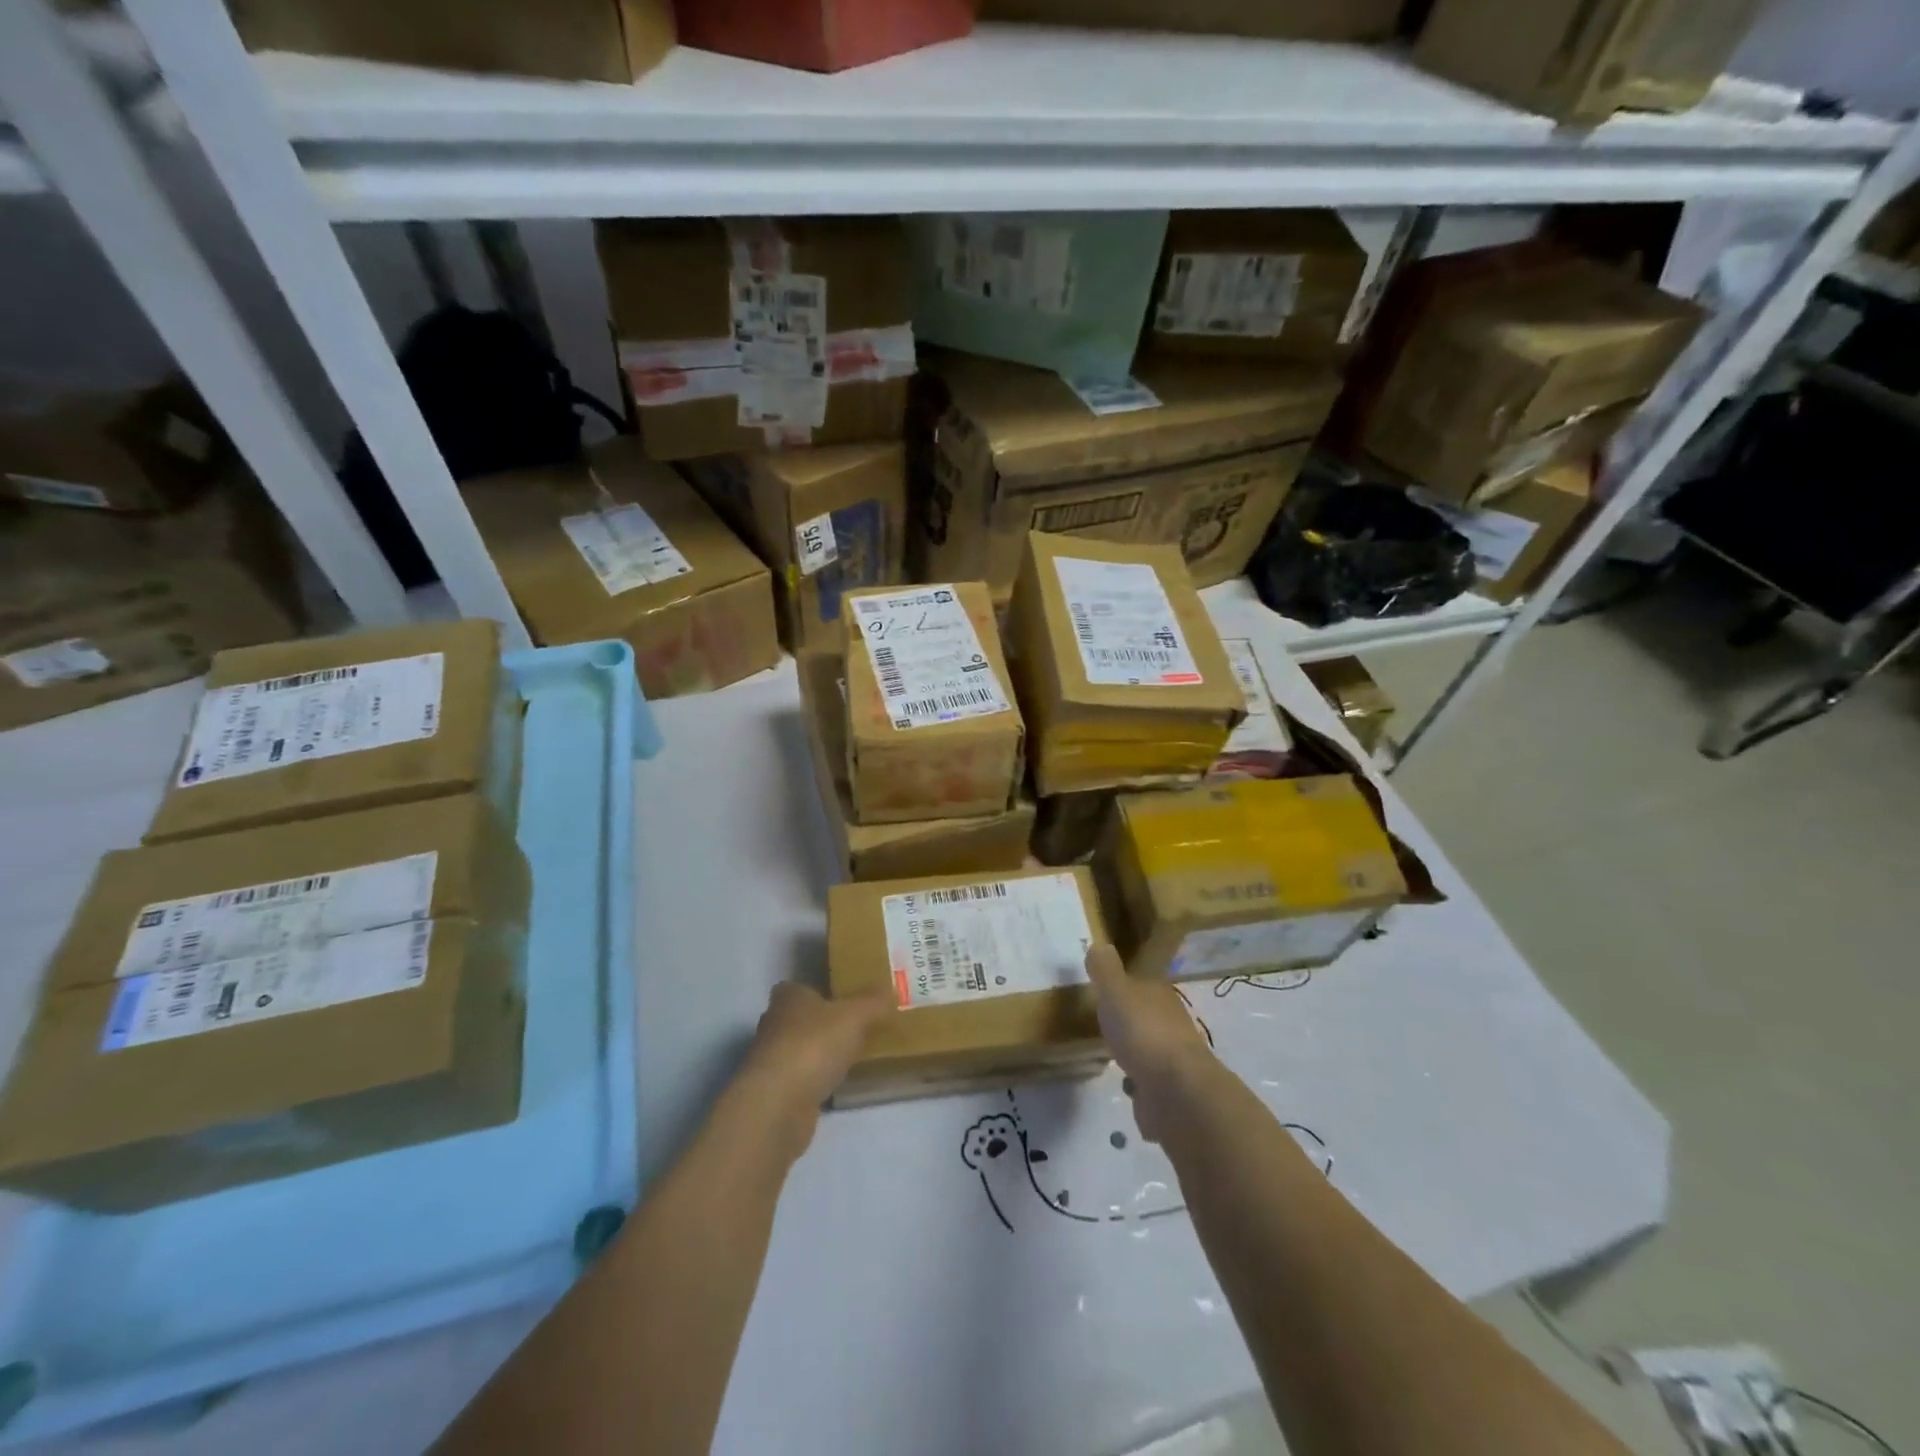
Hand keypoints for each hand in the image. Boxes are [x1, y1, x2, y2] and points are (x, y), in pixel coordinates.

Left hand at [740, 981, 892, 1119]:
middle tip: (857, 1026)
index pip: (801, 987)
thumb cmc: (814, 1045)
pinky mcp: (776, 1093)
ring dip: (821, 1053)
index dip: (821, 991)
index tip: (844, 999)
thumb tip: (890, 988)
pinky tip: (838, 1084)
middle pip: (801, 1018)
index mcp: (788, 997)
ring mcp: (772, 1061)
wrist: (778, 1105)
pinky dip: (817, 1080)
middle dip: (823, 1023)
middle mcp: (774, 1024)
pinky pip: (803, 1079)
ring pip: (801, 1049)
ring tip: (853, 1056)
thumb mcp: (855, 1015)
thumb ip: (874, 1001)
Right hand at [1084, 944, 1214, 1142]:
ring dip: (1136, 1055)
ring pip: (1151, 1052)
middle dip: (1132, 1022)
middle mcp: (1172, 1025)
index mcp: (1160, 997)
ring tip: (1112, 1058)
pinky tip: (1126, 1091)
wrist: (1175, 1091)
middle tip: (1106, 1025)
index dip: (1127, 986)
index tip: (1107, 992)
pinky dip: (1140, 1087)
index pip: (1144, 985)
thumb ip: (1105, 970)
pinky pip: (1151, 1085)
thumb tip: (1099, 945)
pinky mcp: (1170, 1095)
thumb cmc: (1142, 1032)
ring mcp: (1174, 1062)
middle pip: (1149, 1018)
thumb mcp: (1116, 991)